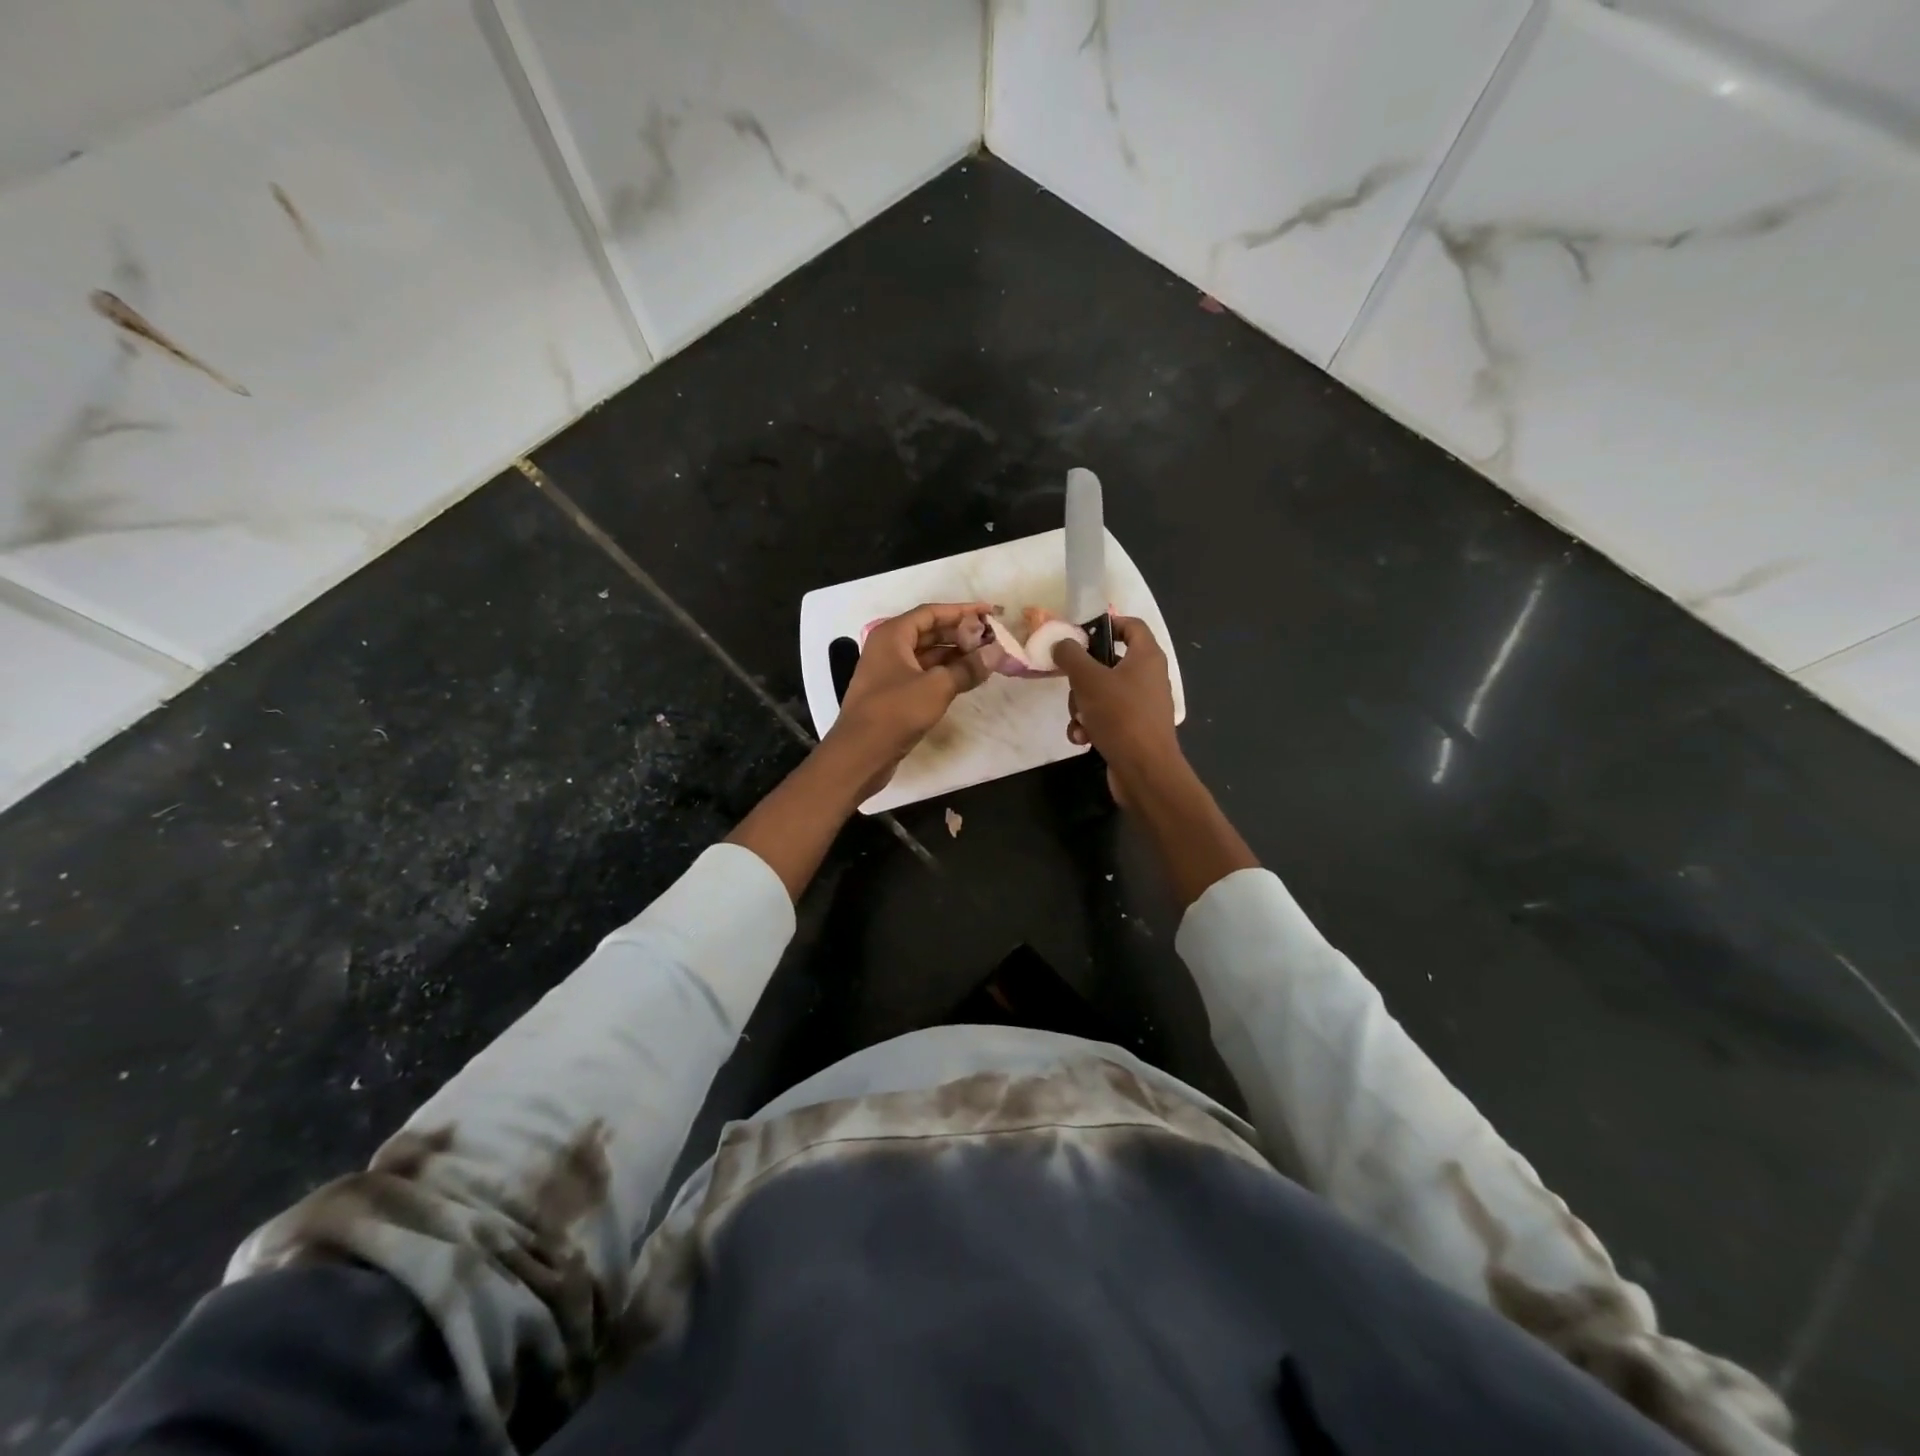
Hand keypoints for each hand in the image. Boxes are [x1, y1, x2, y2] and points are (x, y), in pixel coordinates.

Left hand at [827, 602, 994, 796]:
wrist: (860, 754)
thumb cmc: (895, 712)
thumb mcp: (937, 687)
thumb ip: (968, 668)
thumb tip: (996, 653)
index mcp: (892, 635)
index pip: (931, 613)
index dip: (962, 611)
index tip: (990, 613)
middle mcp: (888, 648)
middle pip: (930, 632)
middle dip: (961, 634)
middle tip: (992, 638)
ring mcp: (889, 672)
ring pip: (928, 655)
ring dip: (955, 655)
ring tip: (986, 658)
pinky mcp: (894, 694)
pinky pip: (924, 674)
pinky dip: (945, 674)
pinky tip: (967, 678)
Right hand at [1054, 616, 1183, 803]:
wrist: (1144, 771)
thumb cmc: (1121, 716)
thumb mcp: (1089, 680)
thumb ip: (1071, 655)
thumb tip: (1061, 642)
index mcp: (1146, 657)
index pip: (1131, 625)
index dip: (1107, 624)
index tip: (1080, 634)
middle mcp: (1148, 677)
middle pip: (1108, 663)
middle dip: (1082, 678)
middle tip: (1072, 686)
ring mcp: (1142, 705)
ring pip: (1101, 693)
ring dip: (1082, 706)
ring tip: (1079, 721)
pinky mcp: (1133, 729)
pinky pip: (1105, 718)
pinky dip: (1091, 725)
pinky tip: (1083, 738)